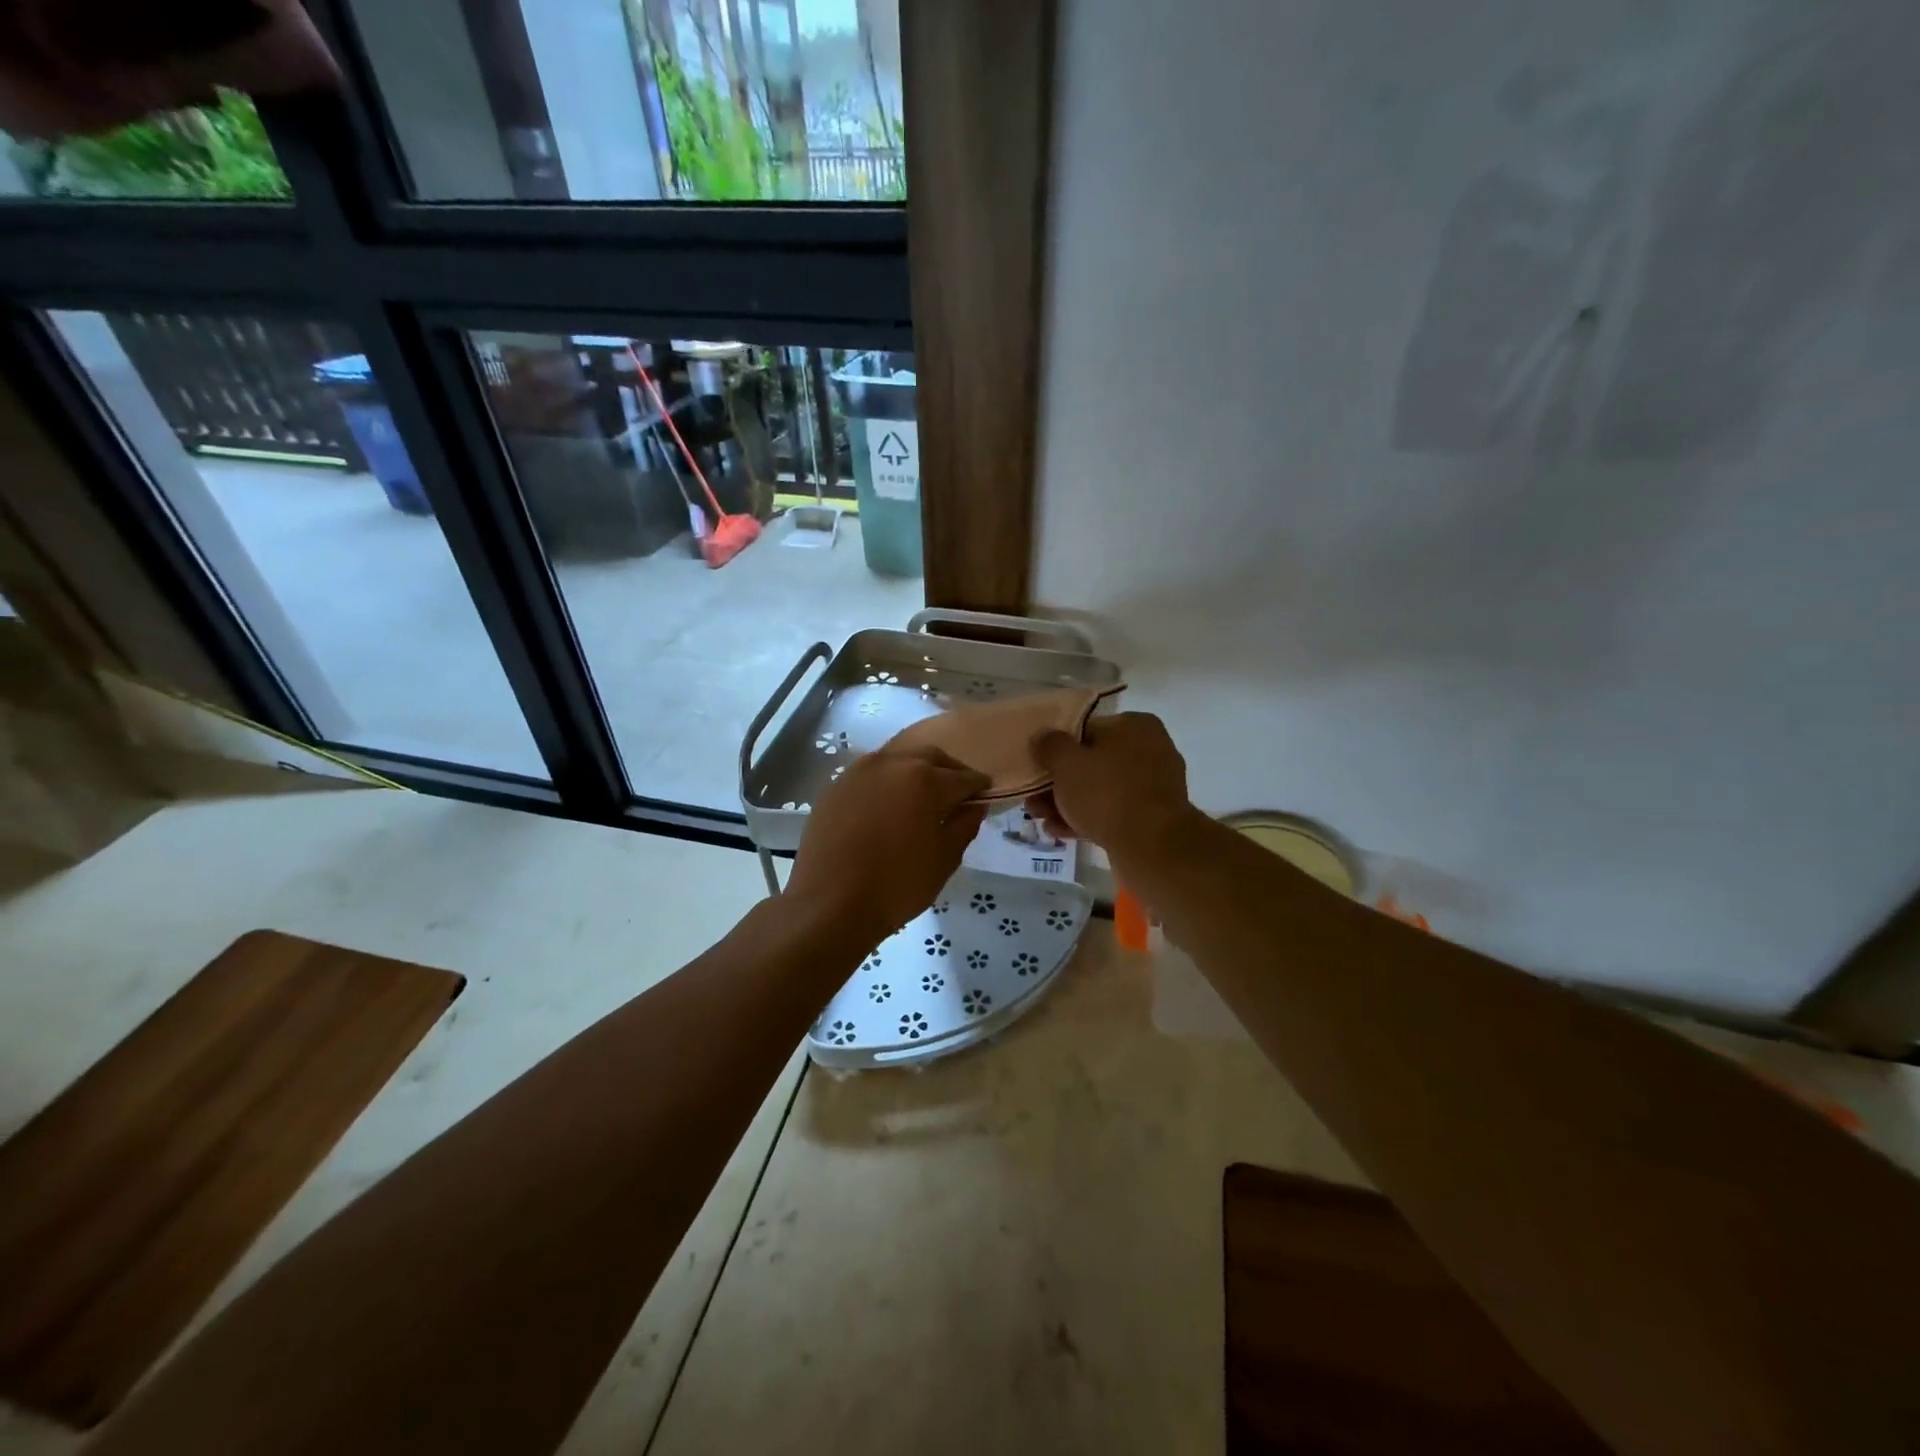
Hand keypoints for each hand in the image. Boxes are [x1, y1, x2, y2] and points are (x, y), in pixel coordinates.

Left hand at [786, 746, 989, 947]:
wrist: (828, 904)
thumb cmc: (896, 885)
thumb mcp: (944, 859)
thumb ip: (964, 825)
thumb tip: (975, 805)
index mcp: (925, 779)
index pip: (964, 777)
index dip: (979, 787)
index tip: (985, 797)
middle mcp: (892, 763)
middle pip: (931, 757)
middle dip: (948, 771)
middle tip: (956, 795)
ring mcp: (859, 771)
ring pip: (898, 760)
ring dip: (916, 772)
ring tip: (921, 799)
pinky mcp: (836, 785)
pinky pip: (871, 774)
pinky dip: (888, 783)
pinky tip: (888, 807)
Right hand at [1026, 713, 1197, 864]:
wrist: (1151, 846)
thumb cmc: (1107, 793)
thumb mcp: (1067, 762)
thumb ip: (1050, 745)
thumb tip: (1042, 736)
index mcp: (1135, 726)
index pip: (1086, 729)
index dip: (1057, 749)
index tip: (1037, 767)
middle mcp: (1150, 750)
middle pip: (1092, 762)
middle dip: (1060, 783)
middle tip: (1034, 799)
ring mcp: (1153, 786)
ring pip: (1100, 790)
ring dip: (1068, 803)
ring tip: (1041, 818)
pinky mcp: (1151, 818)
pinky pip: (1112, 812)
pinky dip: (1087, 819)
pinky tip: (1059, 831)